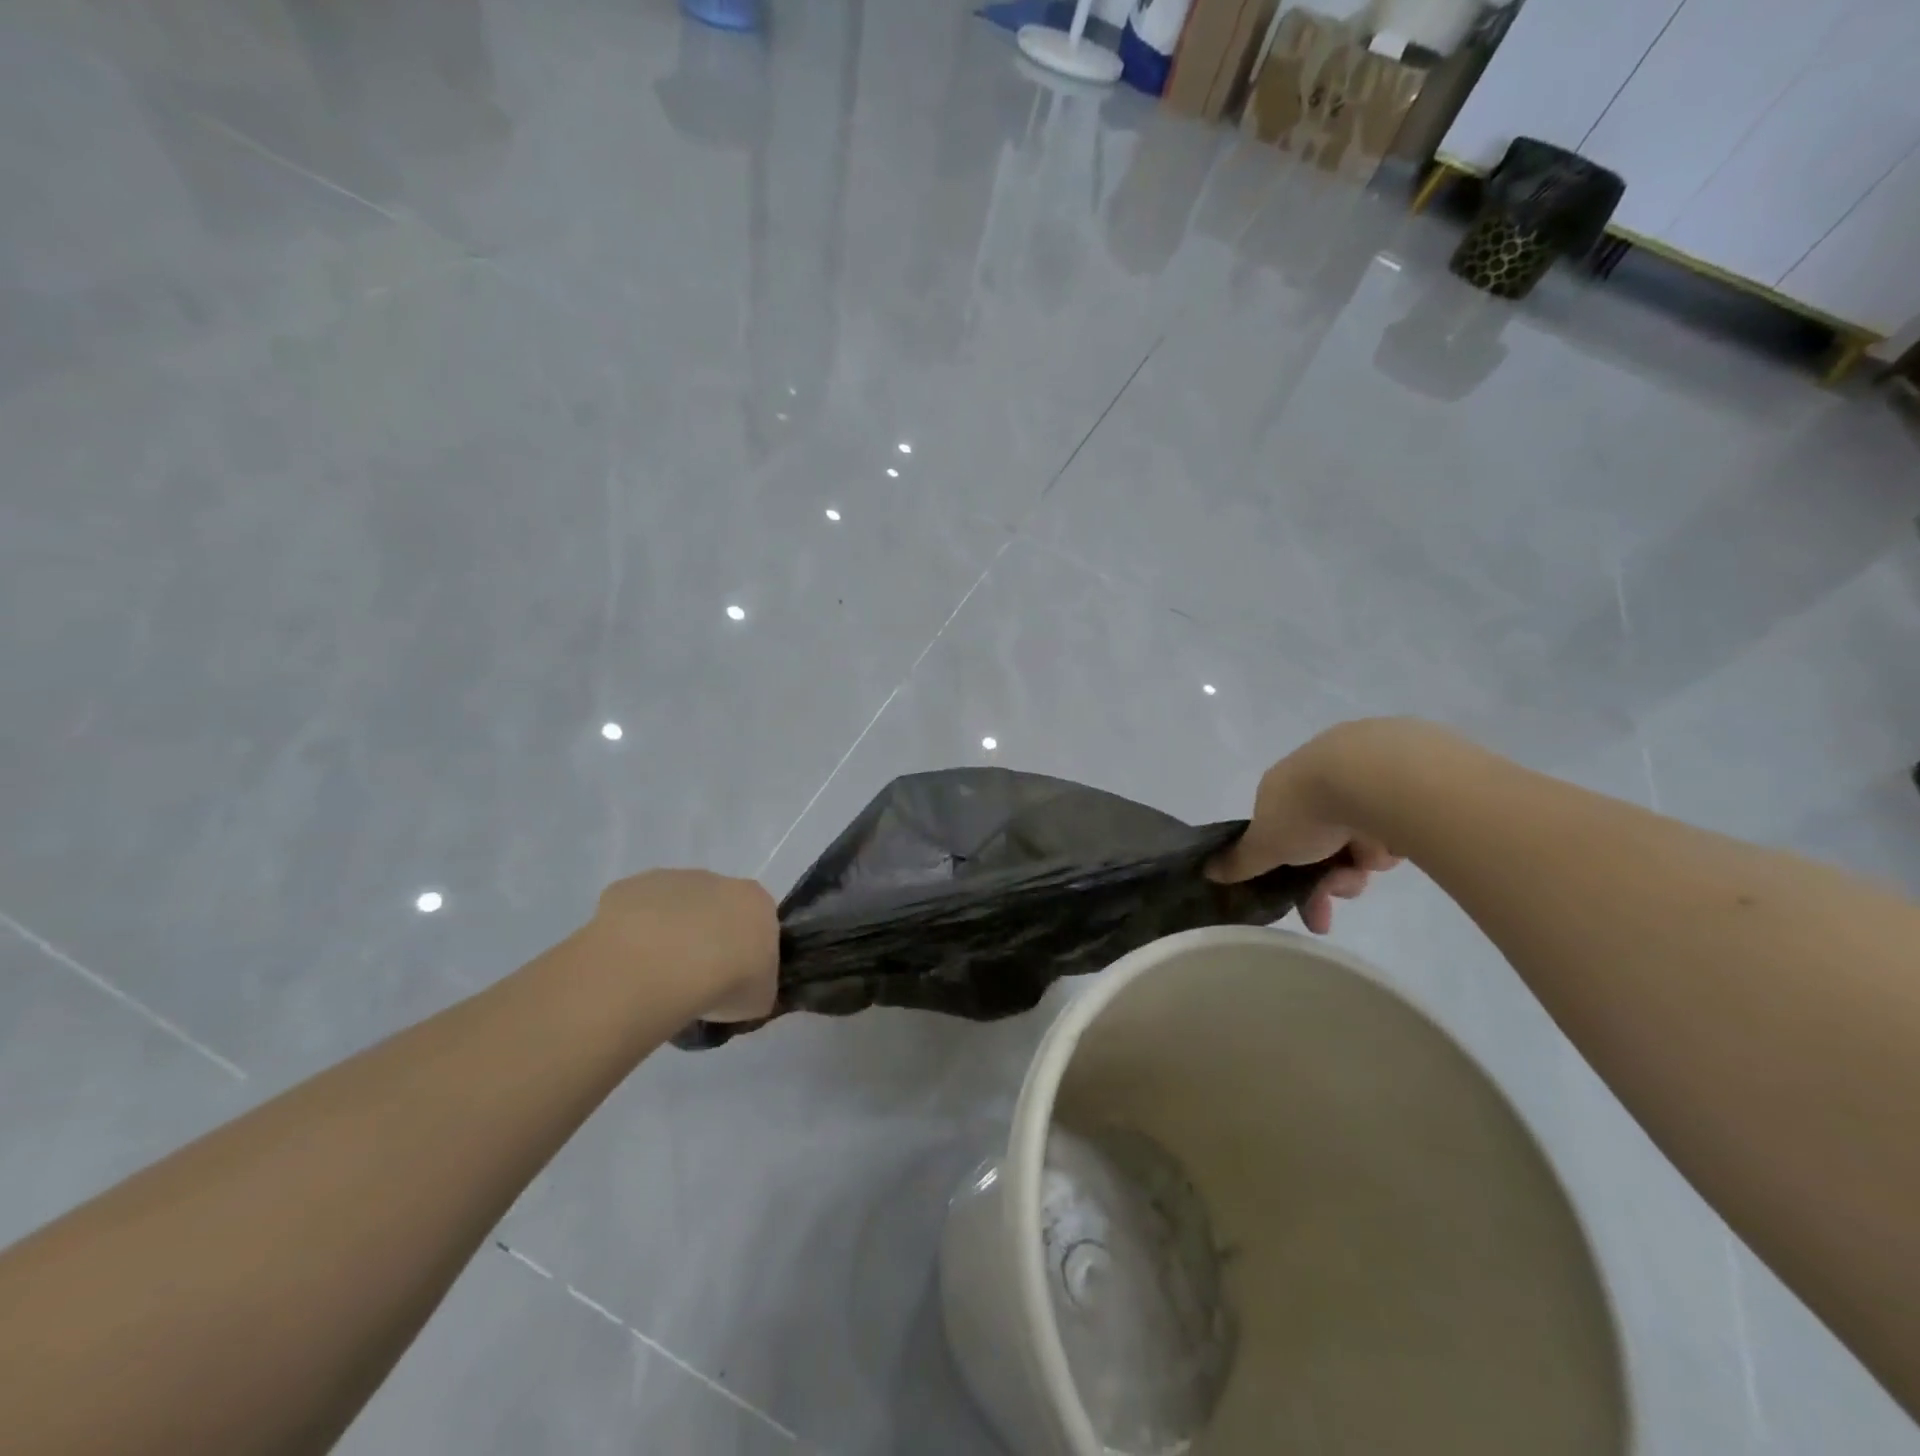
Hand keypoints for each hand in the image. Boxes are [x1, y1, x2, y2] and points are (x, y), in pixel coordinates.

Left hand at [591, 870, 778, 1020]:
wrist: (661, 967)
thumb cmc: (726, 981)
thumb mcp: (759, 998)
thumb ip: (756, 986)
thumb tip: (743, 990)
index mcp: (756, 902)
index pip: (756, 923)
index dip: (744, 952)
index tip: (731, 980)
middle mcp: (717, 881)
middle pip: (714, 909)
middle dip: (705, 939)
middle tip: (693, 981)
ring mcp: (670, 881)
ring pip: (672, 909)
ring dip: (667, 935)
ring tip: (656, 978)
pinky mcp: (628, 889)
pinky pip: (633, 914)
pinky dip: (632, 936)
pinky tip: (628, 966)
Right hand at [1209, 724, 1402, 934]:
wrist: (1374, 776)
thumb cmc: (1307, 809)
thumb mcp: (1265, 844)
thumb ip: (1240, 861)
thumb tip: (1208, 870)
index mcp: (1282, 786)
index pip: (1281, 834)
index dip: (1287, 870)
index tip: (1301, 902)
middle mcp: (1319, 777)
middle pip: (1322, 843)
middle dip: (1327, 879)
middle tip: (1337, 903)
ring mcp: (1364, 775)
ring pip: (1358, 838)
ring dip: (1358, 865)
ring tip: (1369, 868)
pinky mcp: (1408, 778)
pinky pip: (1394, 824)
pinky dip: (1390, 842)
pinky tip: (1394, 844)